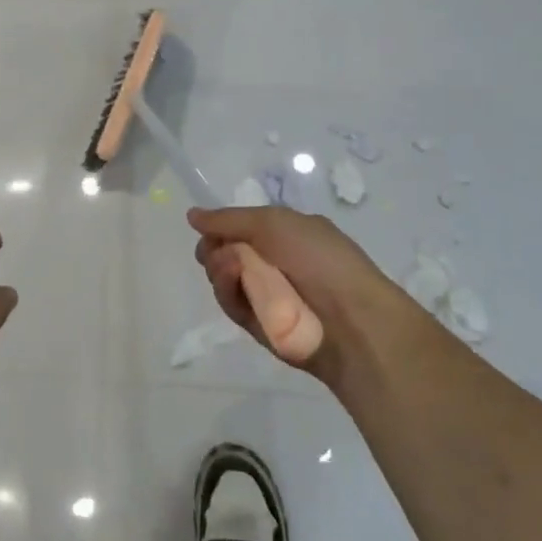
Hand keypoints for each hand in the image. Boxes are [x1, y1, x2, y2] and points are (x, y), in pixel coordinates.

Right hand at [188, 207, 422, 382]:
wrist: (350, 319)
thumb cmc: (319, 259)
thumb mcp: (274, 222)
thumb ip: (229, 218)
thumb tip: (191, 215)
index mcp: (283, 236)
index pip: (238, 229)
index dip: (219, 228)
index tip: (208, 228)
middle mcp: (272, 263)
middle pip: (222, 252)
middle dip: (214, 247)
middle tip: (221, 249)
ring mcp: (263, 294)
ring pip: (221, 277)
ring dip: (219, 267)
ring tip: (233, 266)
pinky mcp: (256, 324)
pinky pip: (229, 302)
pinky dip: (226, 289)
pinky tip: (233, 280)